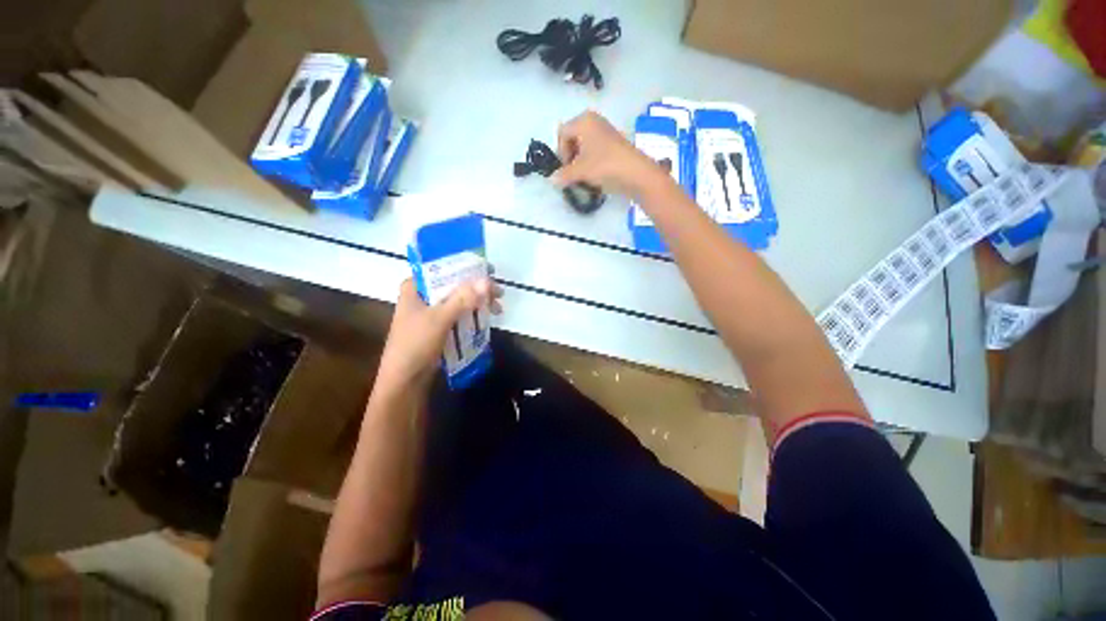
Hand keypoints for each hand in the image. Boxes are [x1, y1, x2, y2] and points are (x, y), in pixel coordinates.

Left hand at [377, 277, 502, 390]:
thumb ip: (462, 299)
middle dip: (477, 287)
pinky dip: (473, 314)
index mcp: (415, 287)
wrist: (404, 381)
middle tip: (499, 293)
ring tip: (498, 308)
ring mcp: (430, 312)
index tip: (489, 270)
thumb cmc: (415, 345)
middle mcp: (422, 296)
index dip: (466, 266)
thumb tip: (487, 281)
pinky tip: (487, 317)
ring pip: (458, 300)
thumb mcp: (439, 319)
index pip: (442, 267)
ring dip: (478, 302)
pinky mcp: (438, 326)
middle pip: (454, 284)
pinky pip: (459, 314)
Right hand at [555, 110, 672, 199]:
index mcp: (584, 121)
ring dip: (580, 161)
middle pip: (572, 138)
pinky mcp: (614, 143)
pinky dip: (591, 161)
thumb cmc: (605, 166)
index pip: (562, 134)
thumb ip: (563, 175)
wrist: (636, 173)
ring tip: (584, 176)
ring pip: (584, 145)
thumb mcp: (580, 171)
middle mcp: (594, 121)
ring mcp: (605, 131)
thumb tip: (552, 180)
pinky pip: (595, 150)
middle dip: (570, 156)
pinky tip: (595, 174)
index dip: (561, 152)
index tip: (566, 169)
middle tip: (574, 173)